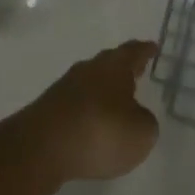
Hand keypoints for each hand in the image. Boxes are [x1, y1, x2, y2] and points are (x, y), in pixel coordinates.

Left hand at [9, 40, 160, 185]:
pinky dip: (88, 109)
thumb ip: (145, 122)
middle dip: (124, 68)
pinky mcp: (49, 107)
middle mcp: (90, 68)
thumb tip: (137, 116)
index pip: (134, 51)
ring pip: (92, 81)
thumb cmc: (101, 132)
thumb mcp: (140, 133)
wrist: (42, 147)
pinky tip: (92, 123)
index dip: (145, 50)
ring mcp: (66, 86)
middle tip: (137, 71)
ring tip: (116, 101)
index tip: (152, 47)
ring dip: (104, 89)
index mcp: (115, 66)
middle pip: (110, 62)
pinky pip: (76, 103)